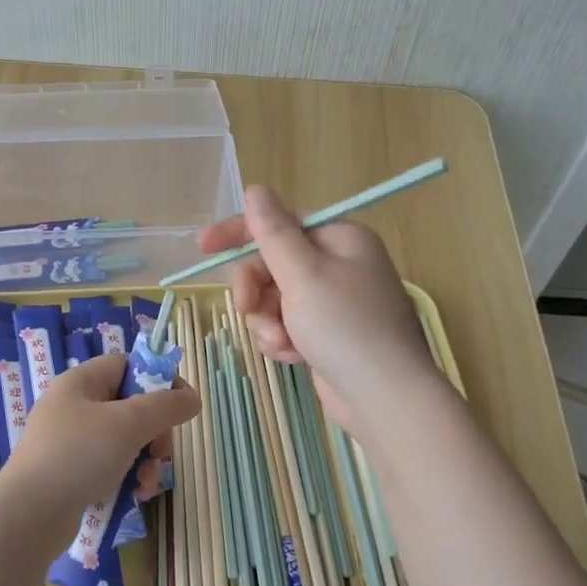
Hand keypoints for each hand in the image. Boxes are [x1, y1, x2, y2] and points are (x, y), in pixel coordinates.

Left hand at [1, 353, 198, 519]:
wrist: (28, 515)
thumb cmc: (78, 456)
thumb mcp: (128, 424)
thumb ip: (166, 406)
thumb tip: (193, 398)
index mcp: (81, 382)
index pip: (128, 365)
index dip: (159, 380)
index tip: (181, 406)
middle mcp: (73, 406)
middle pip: (131, 405)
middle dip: (155, 431)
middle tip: (160, 452)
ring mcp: (70, 441)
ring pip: (124, 440)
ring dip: (146, 460)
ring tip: (147, 482)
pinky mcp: (70, 472)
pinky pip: (110, 465)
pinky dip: (127, 477)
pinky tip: (136, 495)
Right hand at [197, 184, 440, 428]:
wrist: (383, 396)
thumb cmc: (344, 326)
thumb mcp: (302, 273)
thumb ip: (272, 232)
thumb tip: (255, 189)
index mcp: (339, 239)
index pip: (280, 223)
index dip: (239, 233)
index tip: (203, 247)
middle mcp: (338, 265)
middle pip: (273, 264)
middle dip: (256, 290)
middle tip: (245, 309)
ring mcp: (333, 303)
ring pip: (274, 300)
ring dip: (267, 321)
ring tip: (281, 343)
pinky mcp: (327, 335)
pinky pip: (287, 326)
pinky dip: (282, 340)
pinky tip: (292, 357)